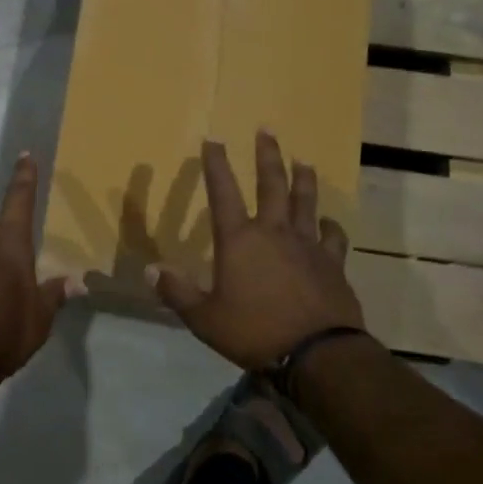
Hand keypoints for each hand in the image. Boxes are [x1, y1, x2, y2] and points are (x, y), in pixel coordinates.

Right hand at [149, 131, 363, 371]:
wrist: (318, 353)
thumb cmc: (255, 332)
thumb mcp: (204, 318)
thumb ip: (178, 292)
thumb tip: (150, 270)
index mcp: (239, 240)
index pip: (223, 192)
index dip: (216, 164)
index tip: (213, 139)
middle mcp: (274, 232)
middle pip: (271, 184)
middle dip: (267, 155)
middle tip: (266, 130)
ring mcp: (307, 245)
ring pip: (305, 201)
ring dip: (303, 179)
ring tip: (303, 161)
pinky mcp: (332, 263)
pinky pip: (333, 236)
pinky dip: (330, 226)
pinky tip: (329, 222)